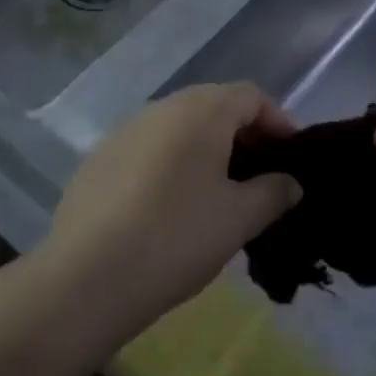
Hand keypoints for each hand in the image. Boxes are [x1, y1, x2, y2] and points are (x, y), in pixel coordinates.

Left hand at [44, 83, 301, 342]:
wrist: (85, 279)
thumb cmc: (177, 238)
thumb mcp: (240, 219)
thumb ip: (273, 192)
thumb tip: (290, 182)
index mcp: (201, 111)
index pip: (251, 96)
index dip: (278, 121)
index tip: (289, 158)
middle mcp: (162, 108)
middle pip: (214, 106)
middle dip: (242, 135)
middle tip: (258, 176)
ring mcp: (125, 131)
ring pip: (179, 127)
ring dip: (205, 149)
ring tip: (217, 193)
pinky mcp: (98, 159)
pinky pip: (149, 148)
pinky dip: (171, 164)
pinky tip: (170, 207)